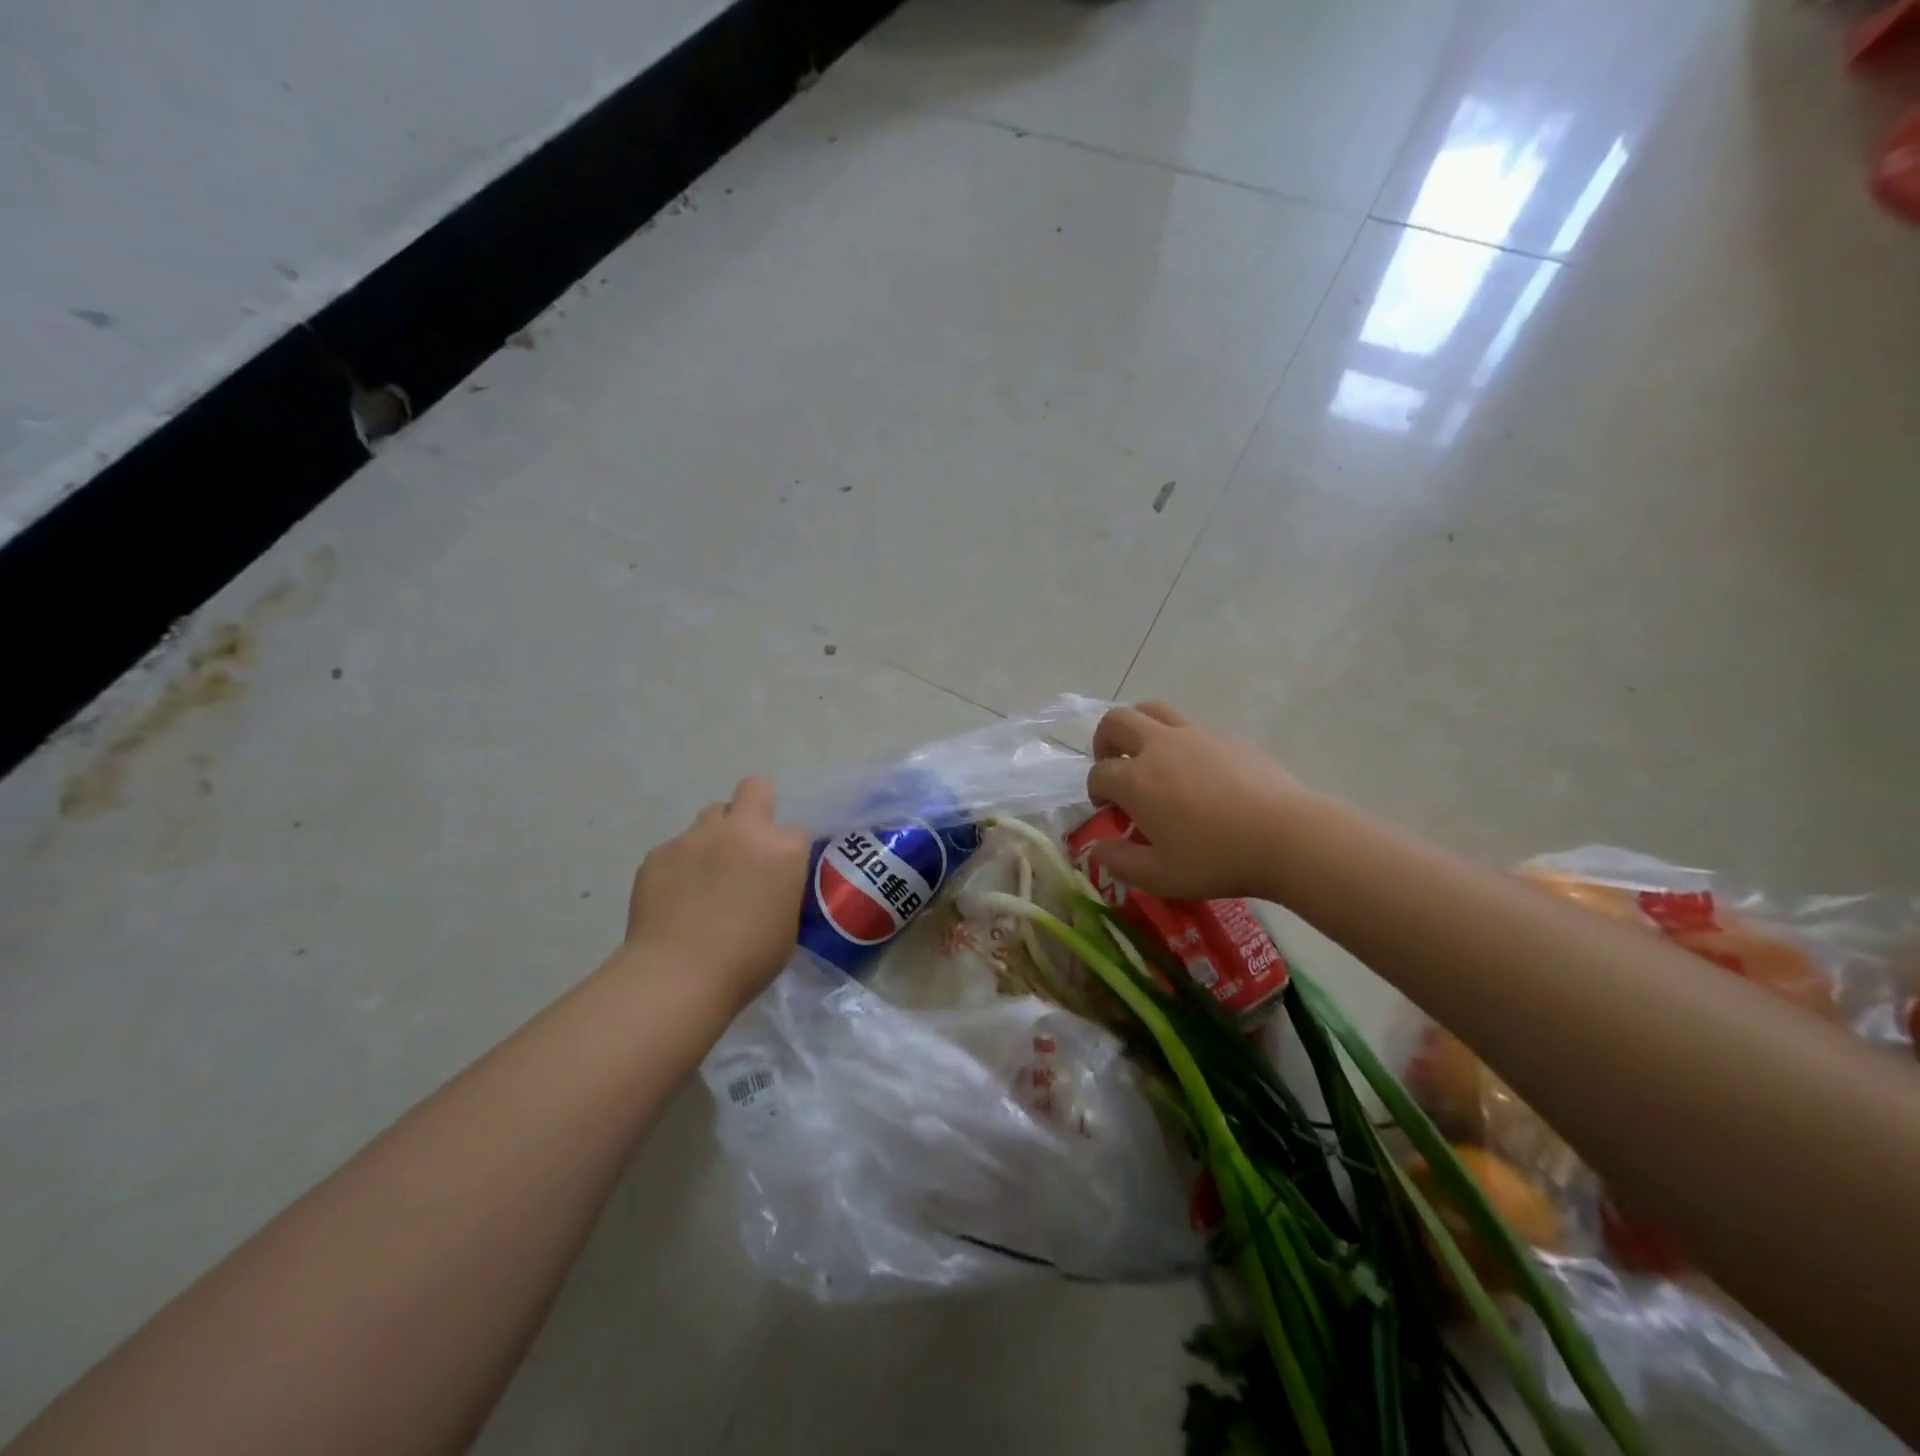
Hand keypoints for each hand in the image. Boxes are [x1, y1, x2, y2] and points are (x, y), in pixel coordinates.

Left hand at [624, 776, 810, 1005]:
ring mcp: (696, 837)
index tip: (781, 873)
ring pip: (711, 815)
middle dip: (755, 806)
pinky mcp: (659, 852)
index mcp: (782, 850)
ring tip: (707, 874)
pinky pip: (676, 848)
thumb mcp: (787, 927)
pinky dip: (680, 866)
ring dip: (716, 836)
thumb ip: (783, 892)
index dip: (788, 851)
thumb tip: (771, 886)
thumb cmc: (747, 961)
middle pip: (754, 788)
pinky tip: (675, 898)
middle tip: (747, 844)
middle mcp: (742, 831)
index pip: (796, 830)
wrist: (678, 976)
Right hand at [1085, 702, 1306, 900]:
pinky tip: (1199, 774)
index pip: (1099, 774)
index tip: (1109, 811)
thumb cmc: (1217, 859)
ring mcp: (1195, 736)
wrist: (1287, 837)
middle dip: (1105, 742)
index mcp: (1136, 780)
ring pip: (1153, 710)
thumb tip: (1096, 849)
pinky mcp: (1227, 736)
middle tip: (1116, 768)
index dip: (1096, 792)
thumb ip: (1120, 862)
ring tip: (1150, 758)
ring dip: (1139, 729)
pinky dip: (1180, 742)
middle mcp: (1159, 747)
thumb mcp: (1160, 876)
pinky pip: (1191, 728)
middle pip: (1116, 721)